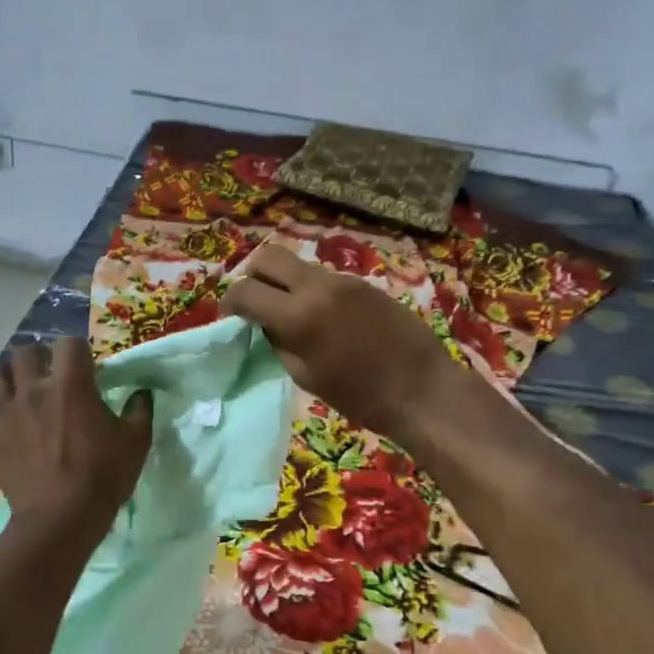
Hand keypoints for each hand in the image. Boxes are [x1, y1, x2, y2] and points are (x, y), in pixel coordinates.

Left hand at [0, 337, 153, 541]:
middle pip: (23, 353)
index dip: (78, 351)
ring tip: (17, 387)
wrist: (61, 519)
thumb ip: (140, 412)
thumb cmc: (102, 476)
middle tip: (48, 373)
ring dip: (6, 376)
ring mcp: (7, 415)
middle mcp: (33, 391)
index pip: (69, 344)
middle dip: (37, 357)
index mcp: (70, 385)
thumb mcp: (135, 443)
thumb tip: (142, 394)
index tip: (86, 366)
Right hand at [225, 243, 460, 440]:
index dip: (230, 302)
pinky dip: (311, 290)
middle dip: (253, 276)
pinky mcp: (363, 282)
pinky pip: (324, 277)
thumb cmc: (360, 396)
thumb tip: (264, 323)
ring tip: (291, 313)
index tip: (232, 316)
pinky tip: (323, 318)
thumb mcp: (305, 376)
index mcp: (298, 315)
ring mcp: (343, 280)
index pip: (245, 290)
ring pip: (297, 265)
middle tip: (256, 302)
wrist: (422, 388)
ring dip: (284, 282)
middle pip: (267, 256)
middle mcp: (317, 286)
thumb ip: (278, 342)